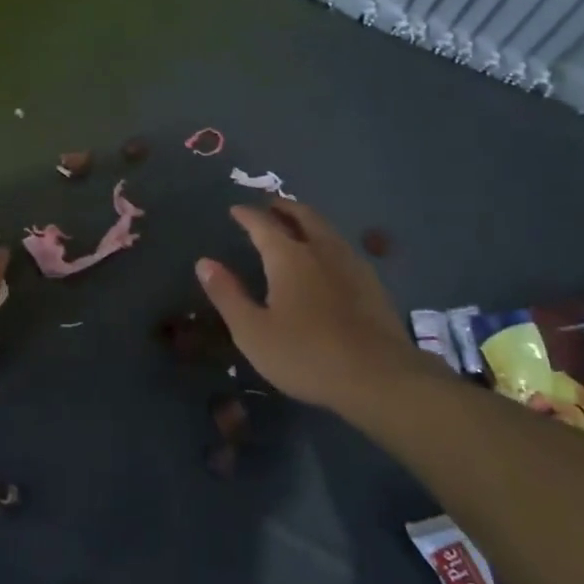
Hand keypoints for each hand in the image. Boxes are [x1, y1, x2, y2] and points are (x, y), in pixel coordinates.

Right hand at [196, 201, 431, 415]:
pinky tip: (327, 259)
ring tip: (297, 225)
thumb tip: (204, 262)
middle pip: (302, 215)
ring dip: (308, 220)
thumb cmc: (306, 355)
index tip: (235, 210)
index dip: (247, 215)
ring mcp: (351, 264)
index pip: (263, 224)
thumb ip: (227, 295)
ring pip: (326, 229)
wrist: (379, 377)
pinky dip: (327, 241)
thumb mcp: (253, 331)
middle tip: (270, 206)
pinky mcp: (372, 283)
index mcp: (288, 257)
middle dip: (283, 207)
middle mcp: (321, 250)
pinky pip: (343, 247)